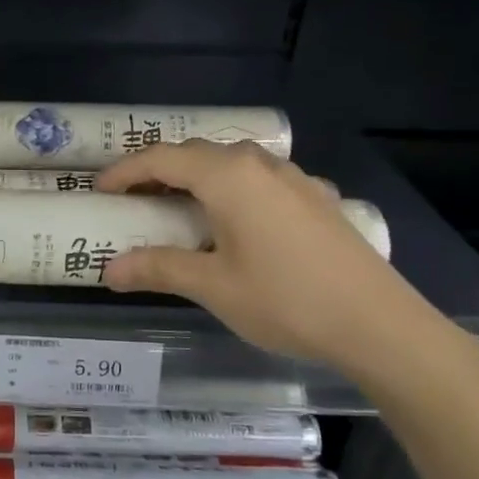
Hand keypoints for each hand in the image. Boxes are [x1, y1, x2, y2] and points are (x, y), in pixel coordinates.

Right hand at [95, 140, 439, 377]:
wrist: (379, 324)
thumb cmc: (286, 300)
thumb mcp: (212, 286)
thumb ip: (158, 268)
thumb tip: (109, 270)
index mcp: (227, 176)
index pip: (161, 159)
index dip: (125, 171)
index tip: (99, 189)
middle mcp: (260, 165)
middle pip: (196, 154)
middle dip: (158, 171)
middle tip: (132, 199)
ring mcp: (295, 178)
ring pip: (232, 163)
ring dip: (197, 177)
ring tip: (179, 206)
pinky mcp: (317, 198)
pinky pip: (261, 179)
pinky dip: (233, 189)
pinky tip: (238, 220)